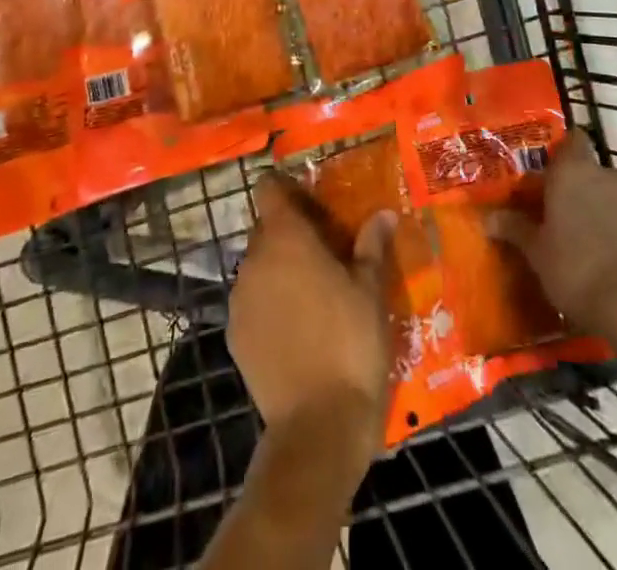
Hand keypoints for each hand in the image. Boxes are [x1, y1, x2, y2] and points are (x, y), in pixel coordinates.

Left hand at [228, 171, 395, 455]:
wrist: (318, 427)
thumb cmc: (351, 343)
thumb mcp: (371, 290)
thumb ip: (372, 245)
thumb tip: (383, 214)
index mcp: (287, 239)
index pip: (269, 189)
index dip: (286, 188)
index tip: (311, 201)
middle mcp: (255, 260)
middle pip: (266, 228)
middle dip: (290, 233)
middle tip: (325, 250)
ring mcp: (239, 299)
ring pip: (258, 265)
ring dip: (279, 268)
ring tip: (313, 292)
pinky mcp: (234, 335)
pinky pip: (251, 301)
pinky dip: (269, 303)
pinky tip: (297, 328)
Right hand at [487, 131, 616, 334]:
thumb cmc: (575, 265)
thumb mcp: (536, 250)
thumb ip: (514, 228)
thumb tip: (488, 218)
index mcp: (572, 170)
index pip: (572, 139)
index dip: (561, 151)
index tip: (546, 170)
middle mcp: (604, 174)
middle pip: (589, 169)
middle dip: (575, 185)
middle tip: (555, 208)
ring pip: (609, 194)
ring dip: (597, 207)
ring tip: (579, 235)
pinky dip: (616, 229)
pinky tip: (603, 255)